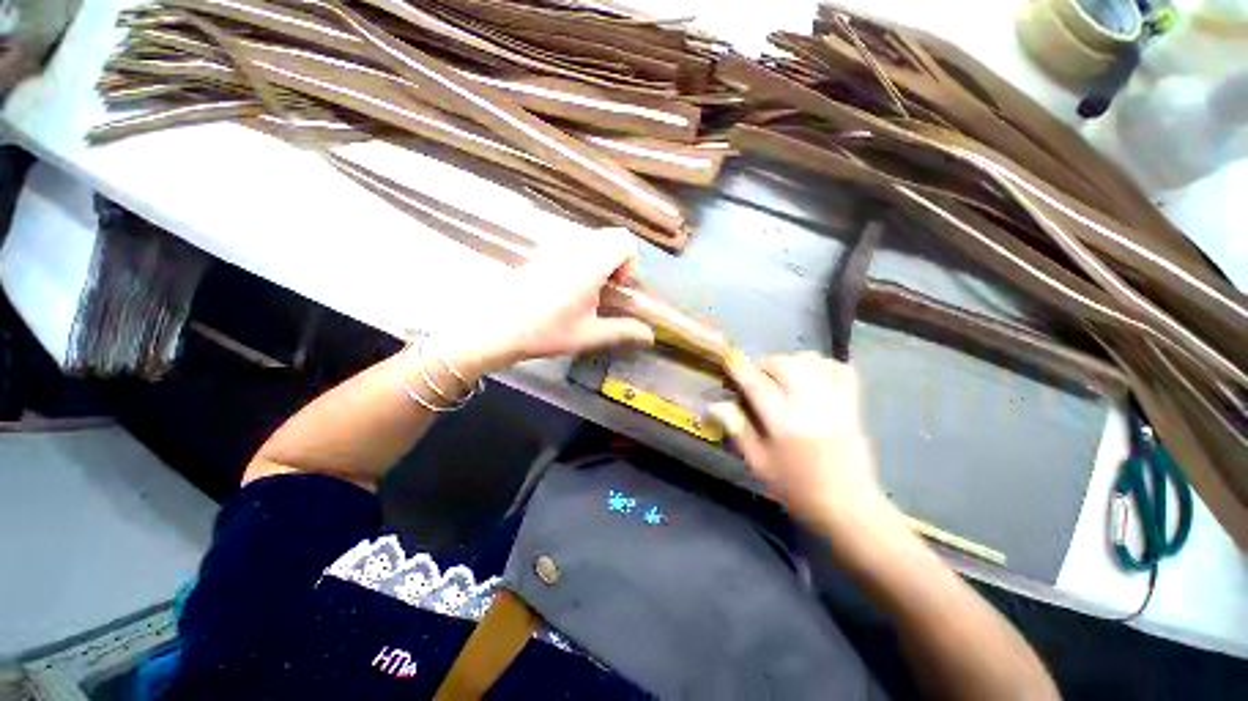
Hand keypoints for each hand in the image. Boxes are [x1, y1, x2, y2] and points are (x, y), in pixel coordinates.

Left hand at [448, 228, 655, 374]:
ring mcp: (555, 244)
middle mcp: (573, 248)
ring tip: (588, 284)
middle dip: (617, 259)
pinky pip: (574, 239)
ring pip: (593, 236)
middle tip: (605, 287)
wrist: (499, 327)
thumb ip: (623, 330)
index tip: (617, 286)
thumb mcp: (589, 335)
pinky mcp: (542, 247)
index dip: (629, 263)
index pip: (624, 241)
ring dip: (600, 256)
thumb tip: (650, 335)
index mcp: (587, 267)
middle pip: (611, 235)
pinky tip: (570, 278)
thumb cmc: (546, 333)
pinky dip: (583, 253)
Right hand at [720, 352, 902, 543]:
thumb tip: (716, 404)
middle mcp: (811, 404)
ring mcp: (835, 401)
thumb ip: (737, 429)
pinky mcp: (852, 403)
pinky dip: (821, 364)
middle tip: (753, 374)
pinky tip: (810, 373)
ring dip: (788, 361)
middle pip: (783, 365)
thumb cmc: (796, 488)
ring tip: (779, 374)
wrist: (848, 505)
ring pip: (809, 361)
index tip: (728, 359)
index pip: (757, 385)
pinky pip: (839, 368)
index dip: (739, 368)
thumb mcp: (758, 463)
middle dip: (763, 363)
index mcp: (784, 423)